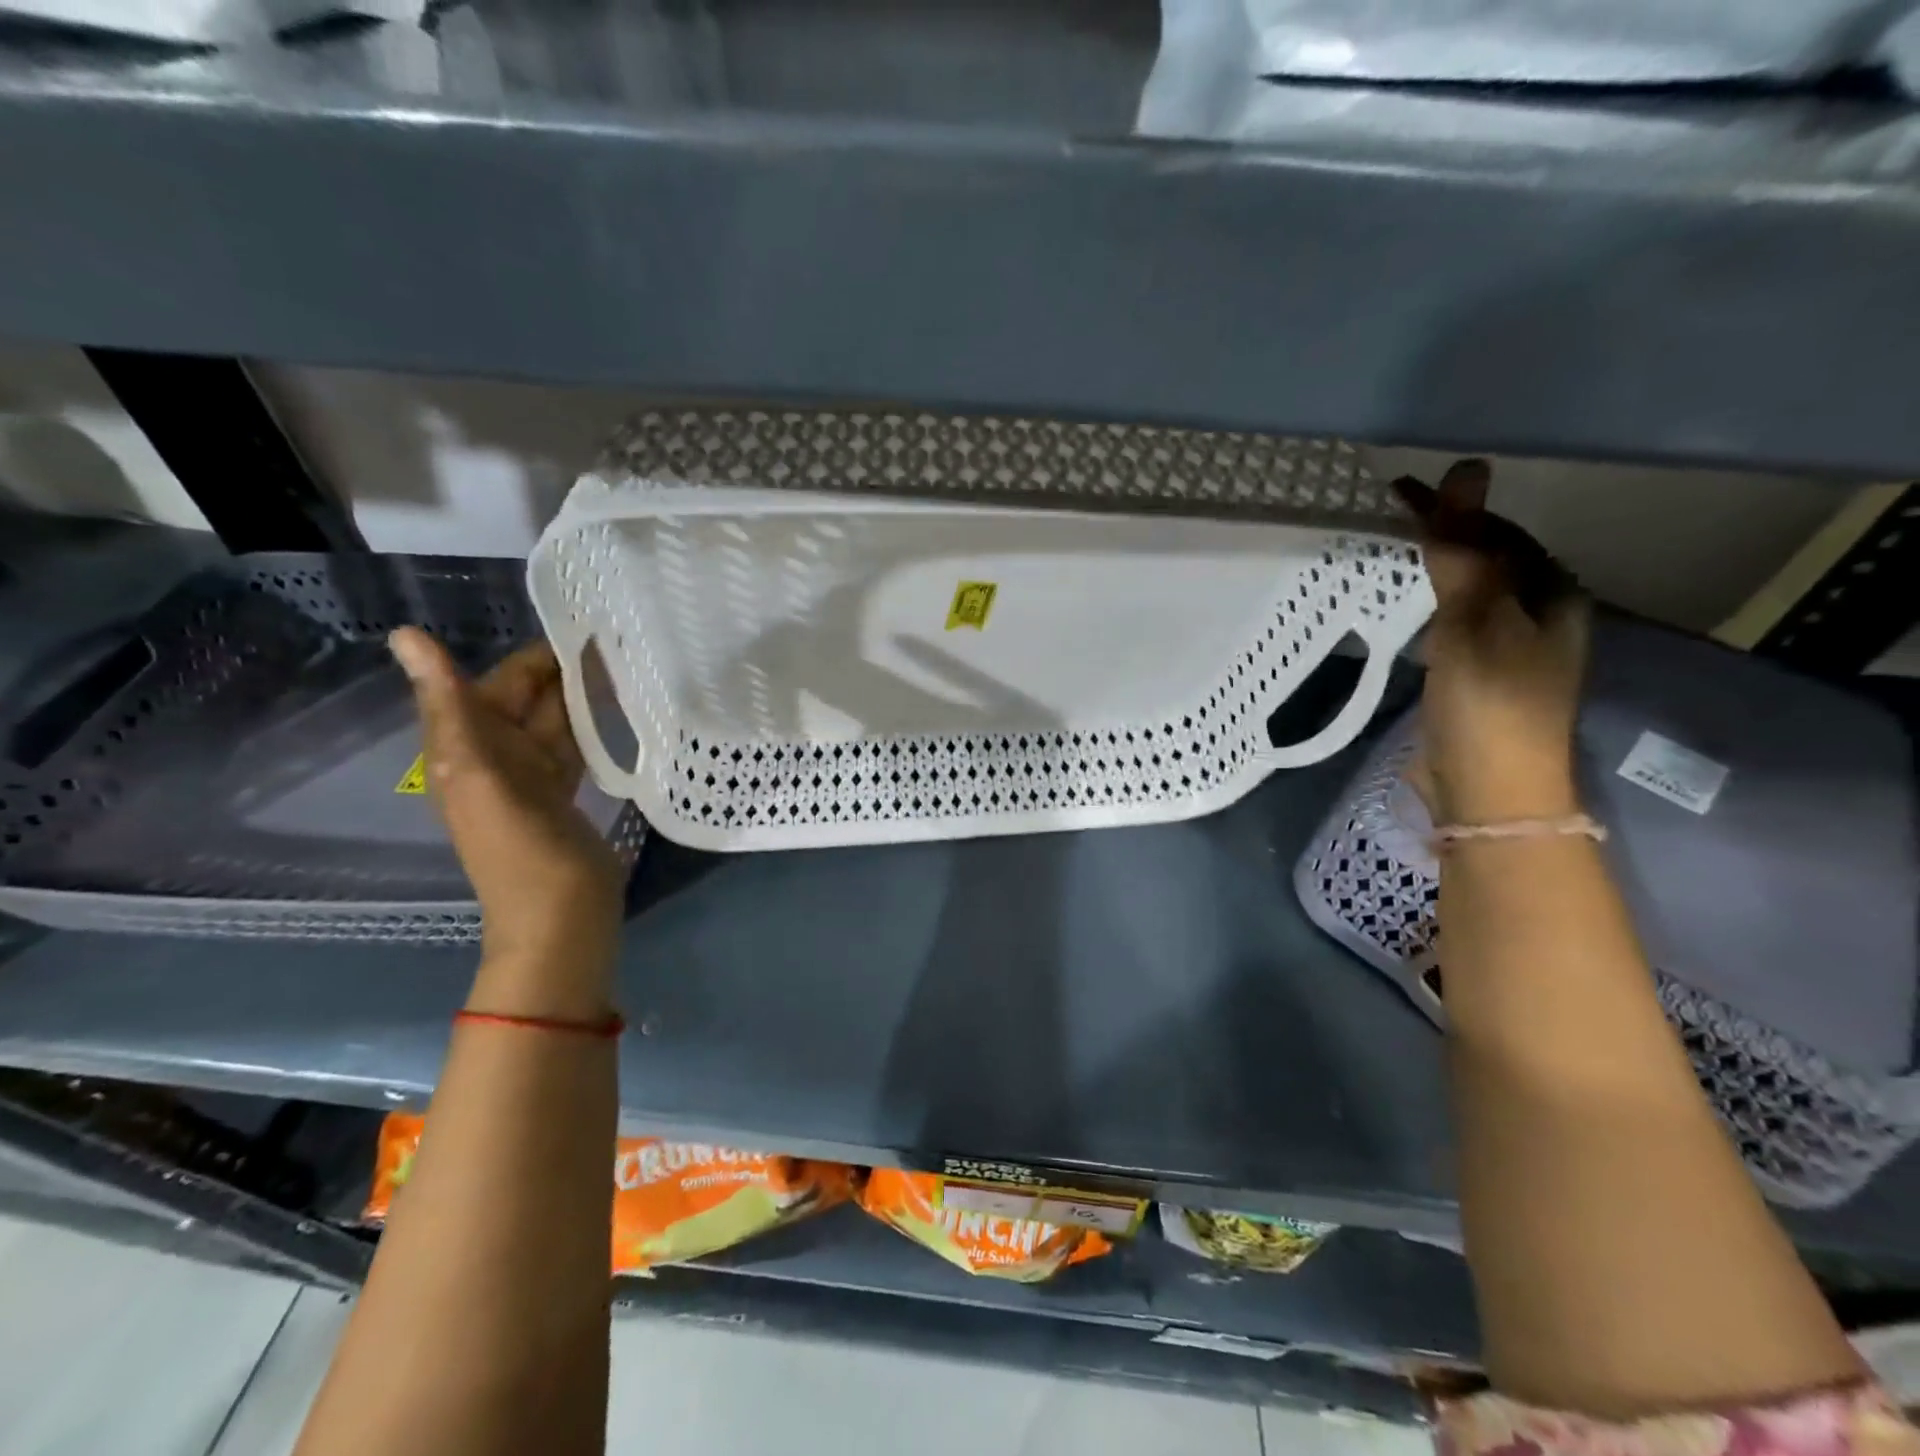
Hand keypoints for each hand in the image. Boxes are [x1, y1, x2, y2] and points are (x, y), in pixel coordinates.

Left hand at [389, 628, 624, 966]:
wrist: (560, 919)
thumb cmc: (522, 850)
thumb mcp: (480, 774)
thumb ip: (452, 707)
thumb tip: (405, 635)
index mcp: (465, 748)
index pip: (496, 683)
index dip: (532, 657)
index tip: (583, 627)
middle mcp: (495, 758)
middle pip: (528, 701)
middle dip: (564, 672)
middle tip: (621, 642)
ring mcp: (532, 779)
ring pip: (555, 723)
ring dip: (583, 697)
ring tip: (629, 666)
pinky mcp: (564, 797)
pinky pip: (573, 749)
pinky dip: (592, 729)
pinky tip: (621, 713)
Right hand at [1393, 460, 1588, 823]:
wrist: (1490, 790)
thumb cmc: (1489, 701)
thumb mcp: (1475, 619)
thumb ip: (1464, 550)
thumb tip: (1468, 469)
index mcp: (1554, 596)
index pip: (1500, 533)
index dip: (1452, 508)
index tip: (1398, 489)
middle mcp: (1542, 618)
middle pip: (1490, 561)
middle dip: (1446, 535)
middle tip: (1391, 517)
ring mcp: (1512, 652)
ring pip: (1473, 594)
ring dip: (1437, 571)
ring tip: (1394, 553)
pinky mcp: (1481, 680)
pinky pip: (1456, 625)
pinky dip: (1431, 607)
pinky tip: (1408, 609)